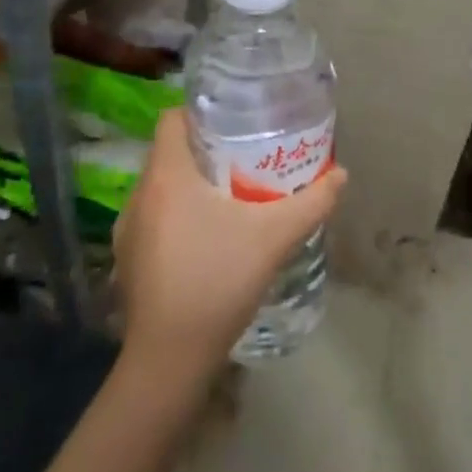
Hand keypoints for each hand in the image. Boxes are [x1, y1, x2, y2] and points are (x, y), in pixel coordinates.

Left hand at [113, 108, 345, 379]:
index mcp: (166, 175)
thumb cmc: (217, 282)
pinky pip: (155, 216)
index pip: (173, 118)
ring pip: (162, 185)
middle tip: (244, 155)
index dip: (202, 112)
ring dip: (191, 183)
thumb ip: (311, 203)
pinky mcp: (129, 257)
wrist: (169, 360)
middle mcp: (140, 193)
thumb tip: (342, 175)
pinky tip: (207, 237)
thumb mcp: (273, 238)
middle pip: (171, 150)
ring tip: (230, 193)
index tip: (235, 121)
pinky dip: (178, 213)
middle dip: (206, 148)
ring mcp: (129, 227)